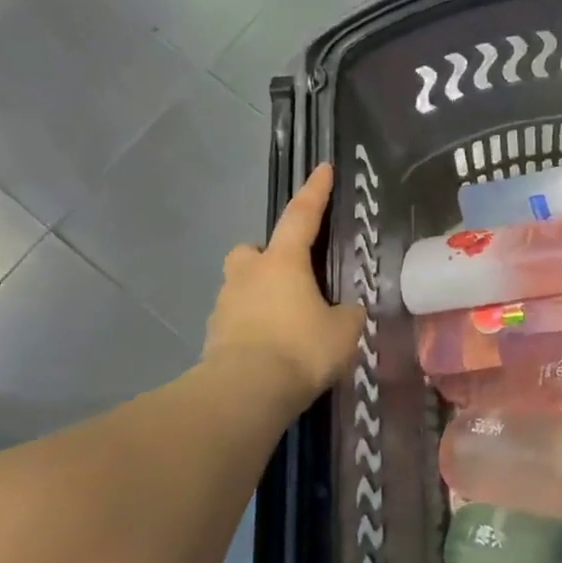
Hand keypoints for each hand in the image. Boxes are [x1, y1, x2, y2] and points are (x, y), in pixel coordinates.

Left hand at [204, 164, 365, 414]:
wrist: (244, 393)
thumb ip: (348, 314)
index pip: (302, 215)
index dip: (316, 192)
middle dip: (267, 257)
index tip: (323, 169)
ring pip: (241, 286)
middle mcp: (248, 274)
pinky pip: (236, 321)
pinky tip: (271, 351)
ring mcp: (225, 305)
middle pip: (252, 251)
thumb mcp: (344, 331)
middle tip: (291, 277)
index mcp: (283, 262)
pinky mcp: (213, 338)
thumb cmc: (300, 349)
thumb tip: (346, 311)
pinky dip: (252, 328)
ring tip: (286, 324)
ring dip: (260, 295)